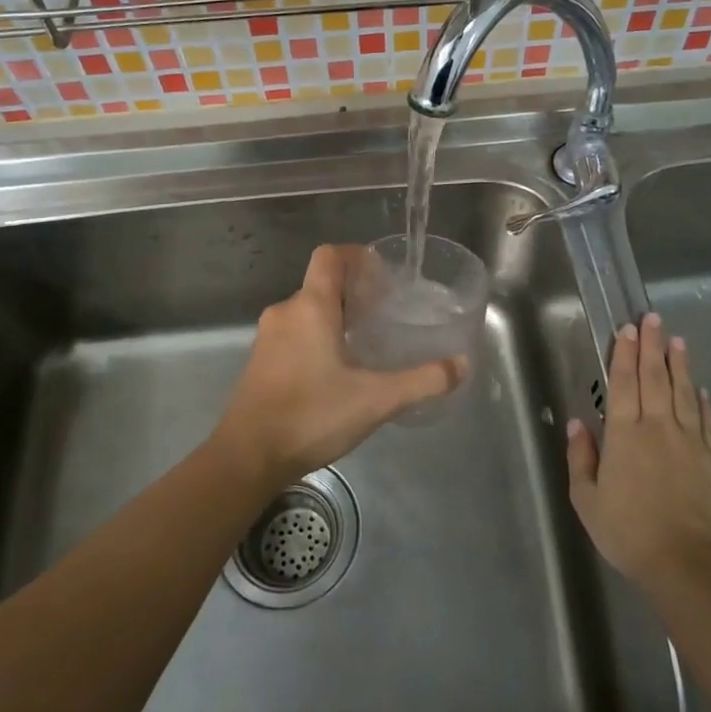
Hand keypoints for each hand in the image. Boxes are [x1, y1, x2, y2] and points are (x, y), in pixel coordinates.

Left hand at [213, 245, 466, 488]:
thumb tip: (461, 364)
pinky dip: (317, 336)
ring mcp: (268, 337)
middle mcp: (286, 312)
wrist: (248, 456)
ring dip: (336, 316)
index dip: (356, 255)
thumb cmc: (311, 416)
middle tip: (385, 312)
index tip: (382, 273)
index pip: (330, 256)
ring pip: (307, 310)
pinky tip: (337, 369)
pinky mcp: (260, 361)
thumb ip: (422, 381)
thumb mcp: (376, 400)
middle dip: (354, 292)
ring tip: (366, 341)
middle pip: (321, 284)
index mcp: (311, 307)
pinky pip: (294, 333)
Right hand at [567, 312, 710, 591]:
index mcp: (624, 435)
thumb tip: (577, 423)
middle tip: (653, 319)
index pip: (625, 384)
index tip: (627, 329)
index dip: (625, 354)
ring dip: (680, 364)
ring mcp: (691, 442)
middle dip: (653, 346)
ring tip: (678, 340)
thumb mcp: (587, 499)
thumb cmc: (627, 532)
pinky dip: (702, 401)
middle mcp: (658, 428)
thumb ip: (581, 457)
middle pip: (655, 378)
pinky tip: (700, 388)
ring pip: (683, 393)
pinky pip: (707, 422)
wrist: (685, 563)